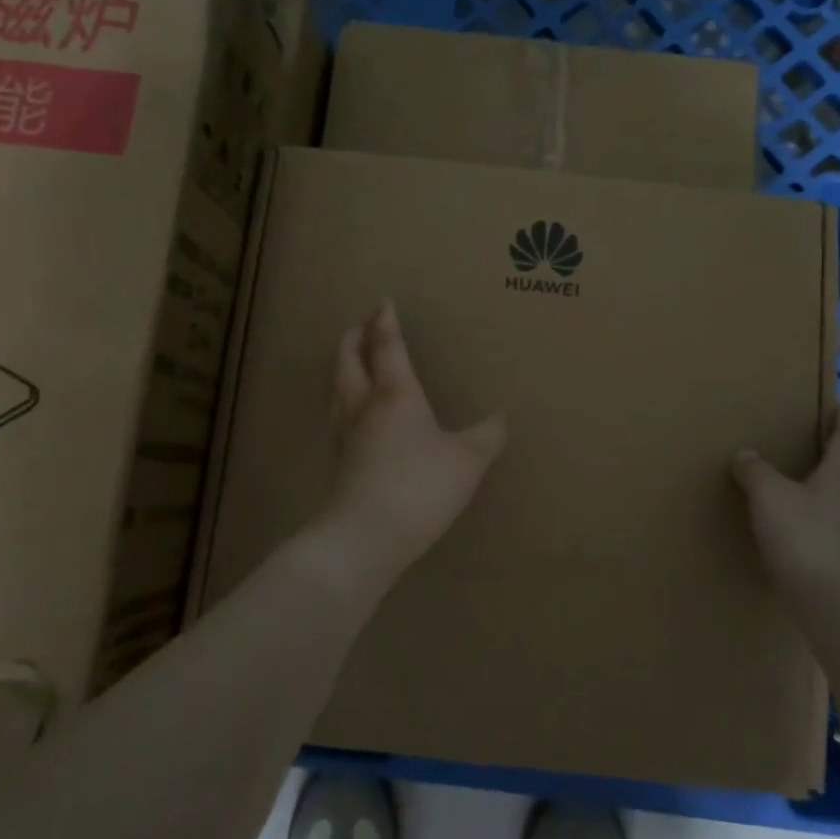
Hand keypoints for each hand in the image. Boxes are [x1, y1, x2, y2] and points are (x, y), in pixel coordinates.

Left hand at [320, 300, 506, 580]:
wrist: (366, 536)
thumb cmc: (420, 487)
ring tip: (350, 362)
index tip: (383, 302)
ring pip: (337, 388)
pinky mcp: (340, 461)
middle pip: (348, 361)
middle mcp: (364, 406)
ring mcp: (346, 435)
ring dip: (342, 367)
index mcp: (395, 394)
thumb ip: (487, 435)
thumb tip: (502, 417)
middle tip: (359, 326)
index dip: (385, 322)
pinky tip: (354, 415)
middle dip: (353, 338)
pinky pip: (338, 416)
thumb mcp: (467, 460)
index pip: (387, 347)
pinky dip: (343, 399)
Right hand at [731, 412, 839, 598]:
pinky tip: (805, 521)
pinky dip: (822, 514)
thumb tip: (745, 453)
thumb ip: (756, 472)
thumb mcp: (770, 496)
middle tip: (834, 437)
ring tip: (816, 475)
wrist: (835, 606)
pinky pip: (834, 525)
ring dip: (837, 483)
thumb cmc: (806, 539)